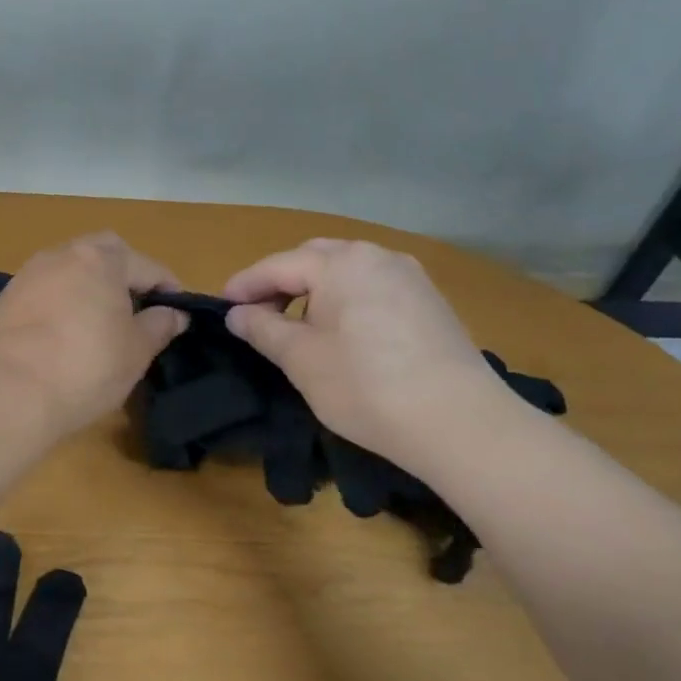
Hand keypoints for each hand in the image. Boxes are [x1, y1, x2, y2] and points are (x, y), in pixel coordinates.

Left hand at [0, 234, 188, 435]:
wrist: (8, 392)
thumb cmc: (86, 368)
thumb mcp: (136, 351)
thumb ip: (159, 326)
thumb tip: (174, 313)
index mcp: (101, 259)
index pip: (147, 265)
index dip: (168, 287)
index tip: (177, 313)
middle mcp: (63, 254)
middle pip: (103, 252)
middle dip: (124, 273)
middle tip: (136, 308)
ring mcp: (29, 273)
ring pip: (70, 268)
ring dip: (89, 285)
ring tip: (100, 321)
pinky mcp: (6, 298)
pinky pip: (46, 289)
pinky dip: (62, 301)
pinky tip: (65, 331)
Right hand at [223, 239, 518, 468]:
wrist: (460, 423)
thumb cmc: (365, 386)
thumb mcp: (301, 359)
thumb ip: (263, 328)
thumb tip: (237, 314)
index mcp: (341, 262)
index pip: (278, 265)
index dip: (244, 285)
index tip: (221, 307)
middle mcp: (377, 256)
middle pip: (314, 258)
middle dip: (281, 282)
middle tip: (258, 315)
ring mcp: (410, 277)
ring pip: (347, 272)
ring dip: (315, 291)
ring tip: (298, 326)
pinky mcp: (430, 302)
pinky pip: (374, 288)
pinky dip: (346, 301)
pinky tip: (343, 334)